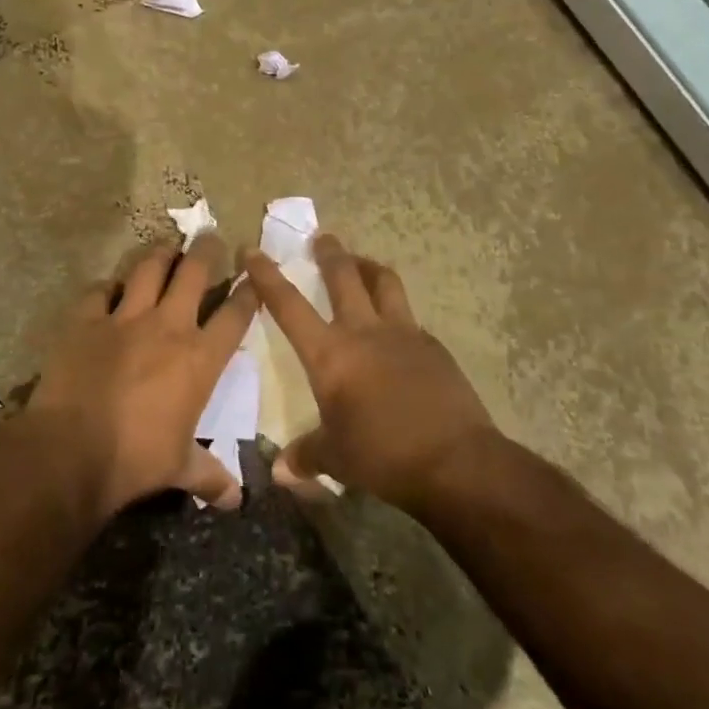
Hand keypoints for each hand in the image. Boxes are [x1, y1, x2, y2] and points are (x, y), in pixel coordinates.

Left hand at [31, 234, 259, 515]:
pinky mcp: (86, 320)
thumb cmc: (136, 459)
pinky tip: (109, 287)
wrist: (73, 450)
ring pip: (148, 269)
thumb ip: (209, 476)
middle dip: (207, 250)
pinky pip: (99, 291)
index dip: (248, 293)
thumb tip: (236, 501)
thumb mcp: (179, 468)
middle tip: (211, 235)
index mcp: (200, 358)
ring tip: (167, 244)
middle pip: (194, 273)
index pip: (234, 315)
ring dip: (161, 253)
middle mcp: (168, 326)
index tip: (253, 279)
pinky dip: (107, 287)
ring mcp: (124, 318)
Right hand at [243, 234, 496, 512]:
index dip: (267, 276)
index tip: (252, 250)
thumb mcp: (336, 458)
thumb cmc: (383, 456)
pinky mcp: (433, 346)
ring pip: (384, 282)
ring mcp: (403, 333)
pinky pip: (409, 317)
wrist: (456, 461)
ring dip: (368, 267)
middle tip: (322, 238)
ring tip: (361, 263)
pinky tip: (396, 329)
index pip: (288, 305)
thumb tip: (279, 471)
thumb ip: (306, 455)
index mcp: (330, 354)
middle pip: (344, 275)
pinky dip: (396, 312)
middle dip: (330, 252)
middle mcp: (363, 331)